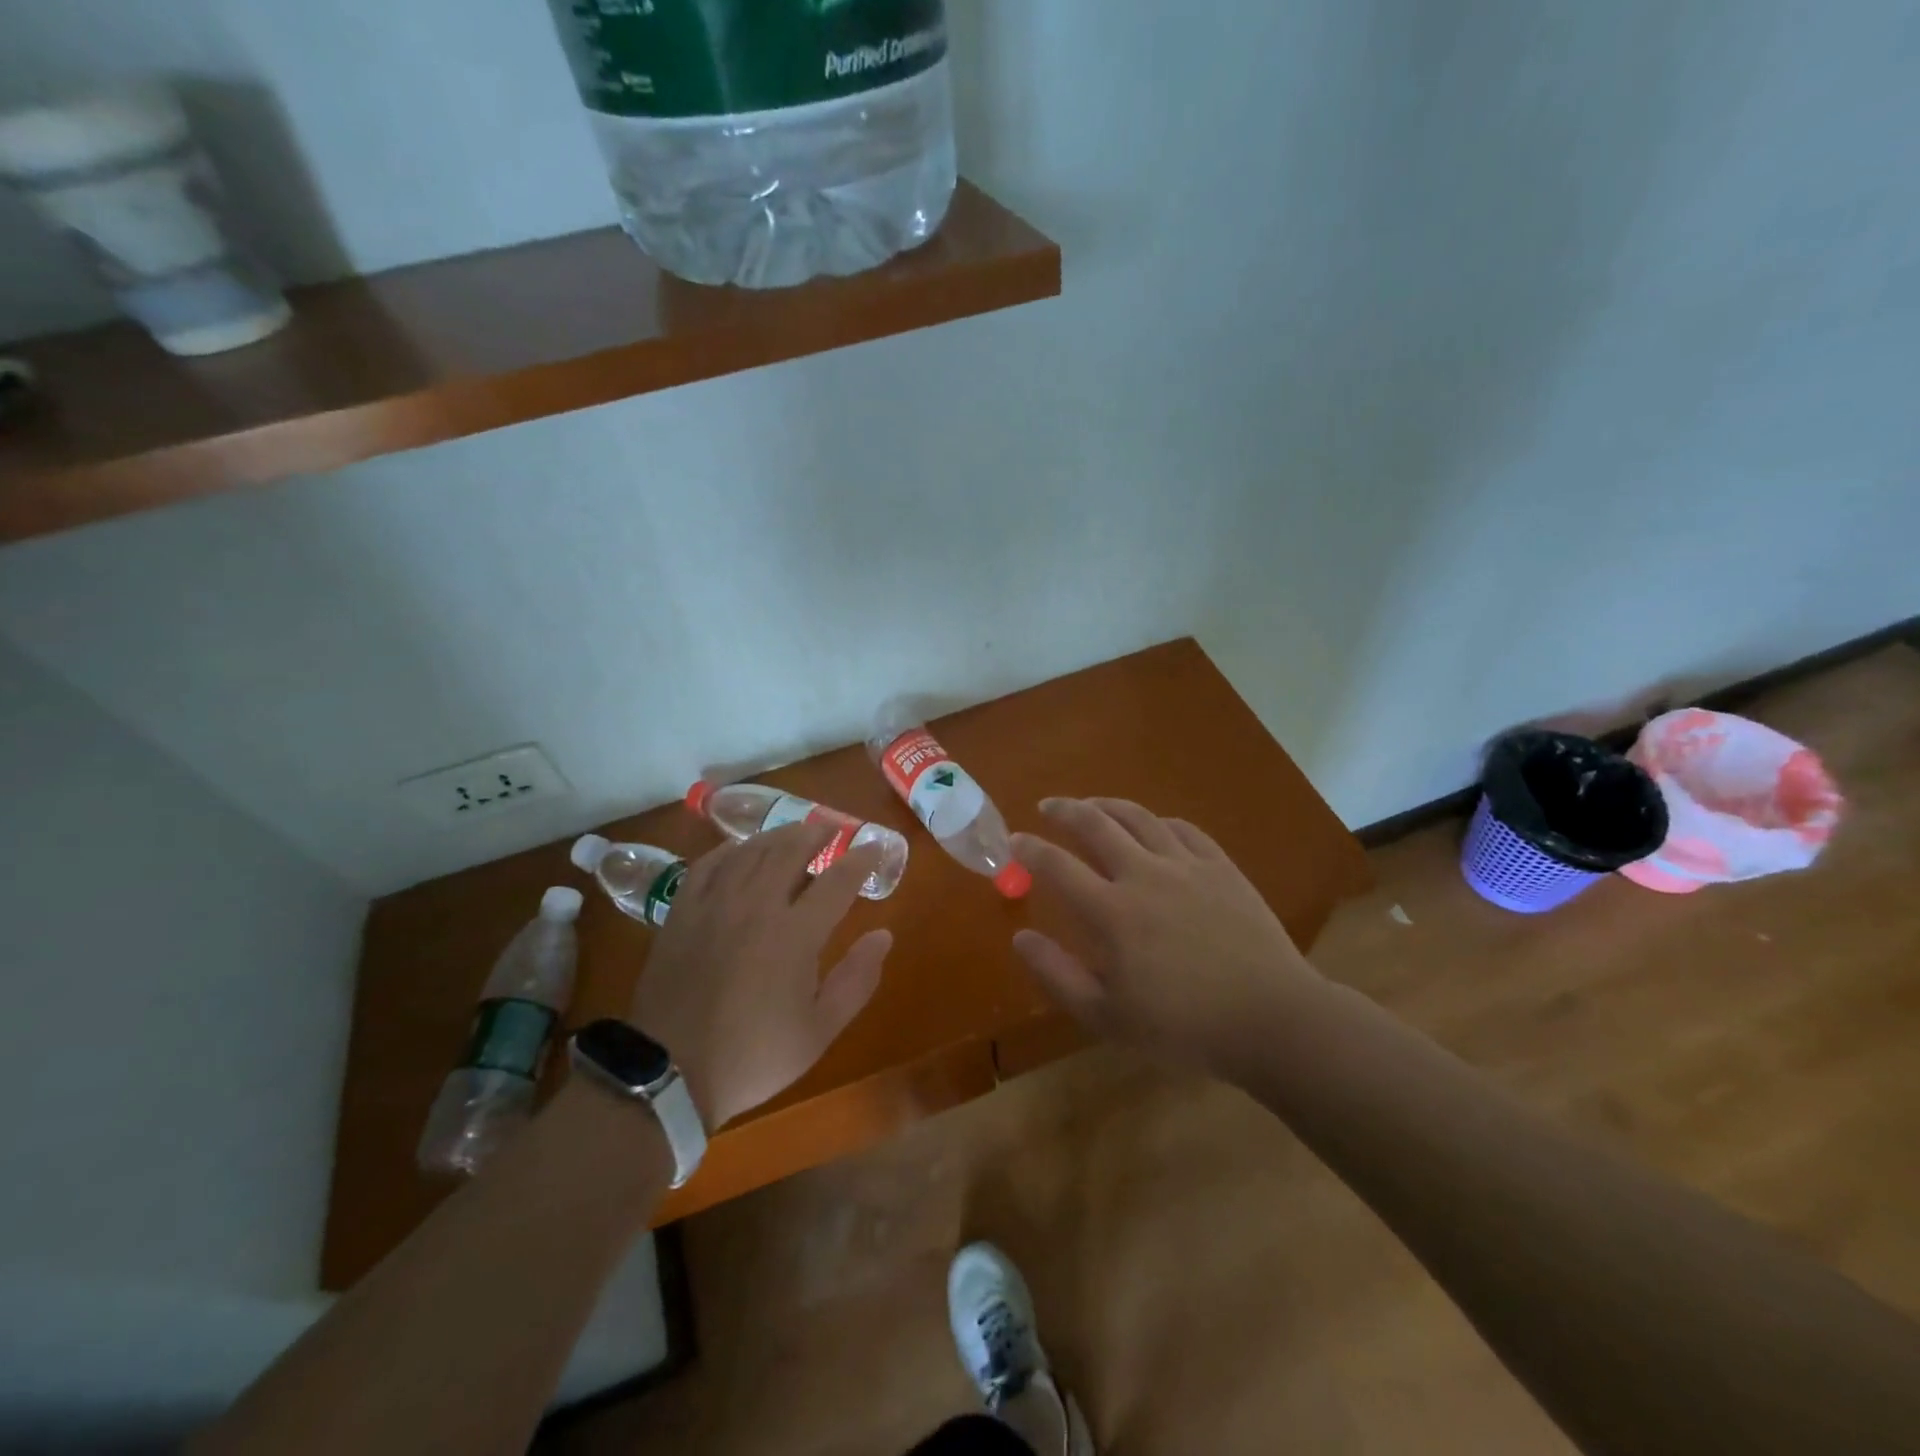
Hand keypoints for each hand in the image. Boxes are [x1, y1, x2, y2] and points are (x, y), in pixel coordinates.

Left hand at [630, 823, 891, 1128]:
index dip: (861, 859)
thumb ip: (857, 980)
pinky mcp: (683, 912)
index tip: (874, 848)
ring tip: (794, 832)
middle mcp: (756, 906)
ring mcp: (715, 904)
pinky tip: (739, 849)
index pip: (838, 880)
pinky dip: (730, 850)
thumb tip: (884, 935)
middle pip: (791, 850)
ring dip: (778, 835)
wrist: (669, 1071)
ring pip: (751, 851)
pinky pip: (709, 864)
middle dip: (817, 833)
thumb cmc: (753, 1055)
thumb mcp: (819, 1031)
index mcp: (795, 934)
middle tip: (833, 827)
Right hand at [1011, 797, 1325, 1072]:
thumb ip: (1058, 974)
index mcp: (1112, 912)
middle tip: (1047, 806)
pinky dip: (1159, 821)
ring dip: (1108, 804)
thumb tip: (1021, 937)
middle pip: (1095, 825)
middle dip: (1064, 810)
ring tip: (1092, 804)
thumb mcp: (1107, 1017)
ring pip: (1139, 817)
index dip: (1029, 850)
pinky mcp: (1222, 867)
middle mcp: (1144, 875)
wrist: (1271, 1019)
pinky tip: (1154, 826)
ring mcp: (1187, 866)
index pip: (1057, 867)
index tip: (1013, 840)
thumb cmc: (1183, 1027)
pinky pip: (1184, 829)